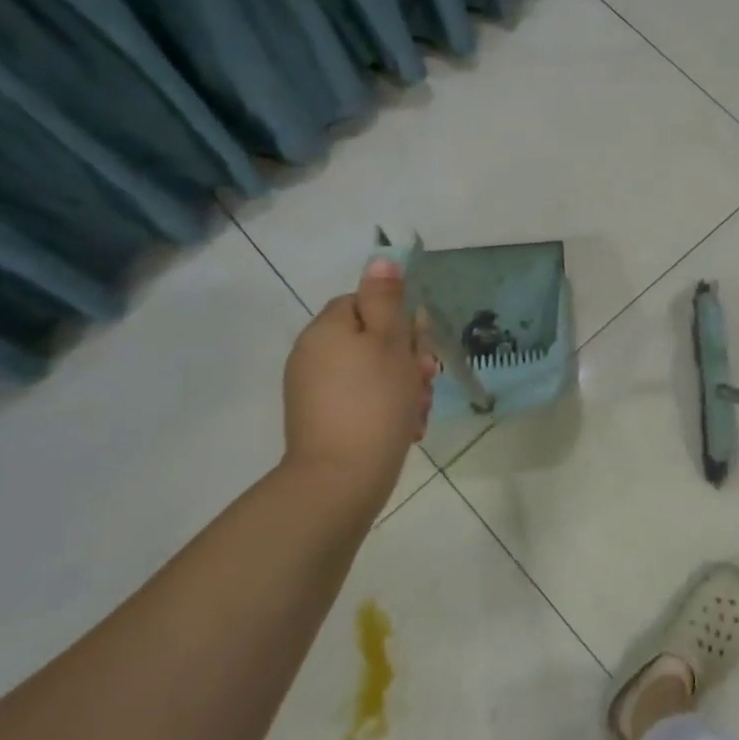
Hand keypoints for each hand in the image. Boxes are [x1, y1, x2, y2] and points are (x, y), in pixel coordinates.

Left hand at [283, 259, 437, 512]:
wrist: (341, 480)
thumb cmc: (374, 402)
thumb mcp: (389, 342)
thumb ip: (386, 299)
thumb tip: (380, 259)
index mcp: (326, 330)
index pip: (364, 303)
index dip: (397, 320)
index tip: (417, 345)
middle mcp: (313, 355)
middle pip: (370, 339)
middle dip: (405, 358)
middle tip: (425, 379)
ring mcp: (315, 391)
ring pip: (372, 372)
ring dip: (402, 386)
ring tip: (417, 410)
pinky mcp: (322, 421)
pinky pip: (362, 400)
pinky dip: (385, 409)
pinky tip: (405, 428)